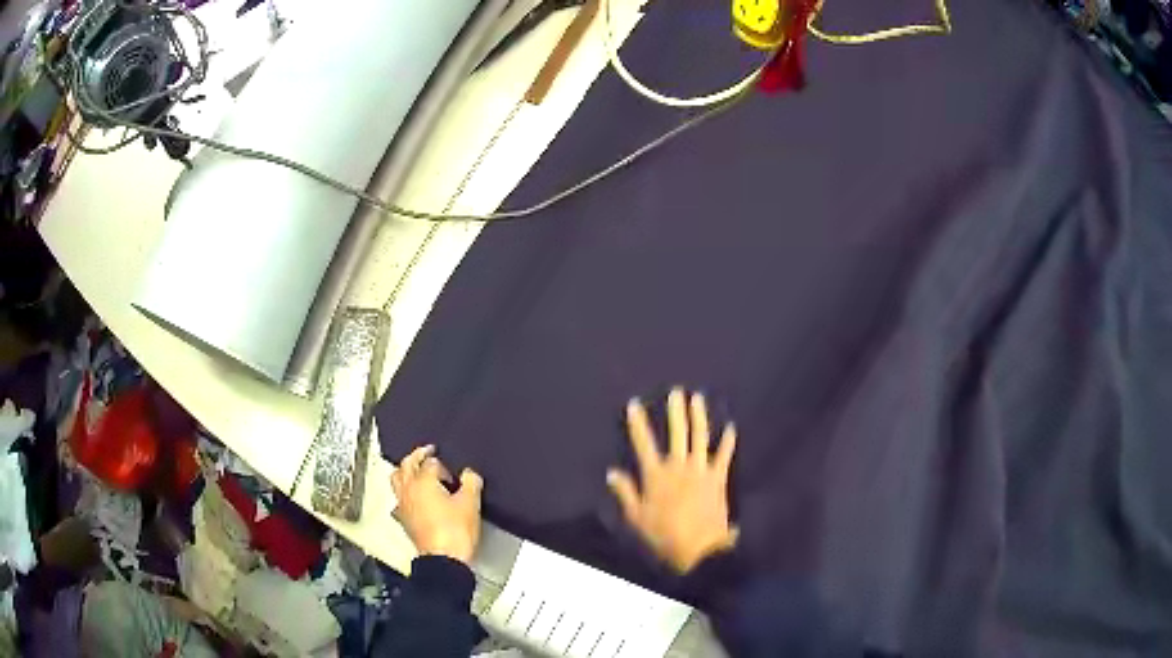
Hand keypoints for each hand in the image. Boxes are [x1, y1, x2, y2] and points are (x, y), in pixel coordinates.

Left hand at [391, 445, 482, 563]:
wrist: (444, 559)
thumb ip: (471, 482)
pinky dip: (403, 495)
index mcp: (423, 481)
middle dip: (416, 456)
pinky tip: (410, 500)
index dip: (444, 465)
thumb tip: (470, 474)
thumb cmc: (455, 532)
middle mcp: (408, 490)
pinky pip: (398, 501)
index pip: (430, 462)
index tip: (454, 475)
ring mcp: (403, 505)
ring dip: (404, 472)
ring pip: (396, 479)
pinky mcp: (404, 521)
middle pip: (407, 464)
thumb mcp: (471, 503)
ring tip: (414, 471)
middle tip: (426, 452)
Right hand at [607, 389, 738, 573]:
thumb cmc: (664, 535)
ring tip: (698, 398)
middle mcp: (679, 467)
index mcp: (656, 475)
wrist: (700, 548)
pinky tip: (731, 427)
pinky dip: (728, 441)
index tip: (635, 404)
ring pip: (700, 437)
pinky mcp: (718, 478)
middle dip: (675, 411)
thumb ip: (625, 493)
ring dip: (699, 416)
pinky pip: (724, 455)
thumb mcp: (637, 518)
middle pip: (677, 433)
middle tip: (676, 392)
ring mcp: (701, 470)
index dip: (638, 422)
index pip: (643, 443)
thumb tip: (612, 472)